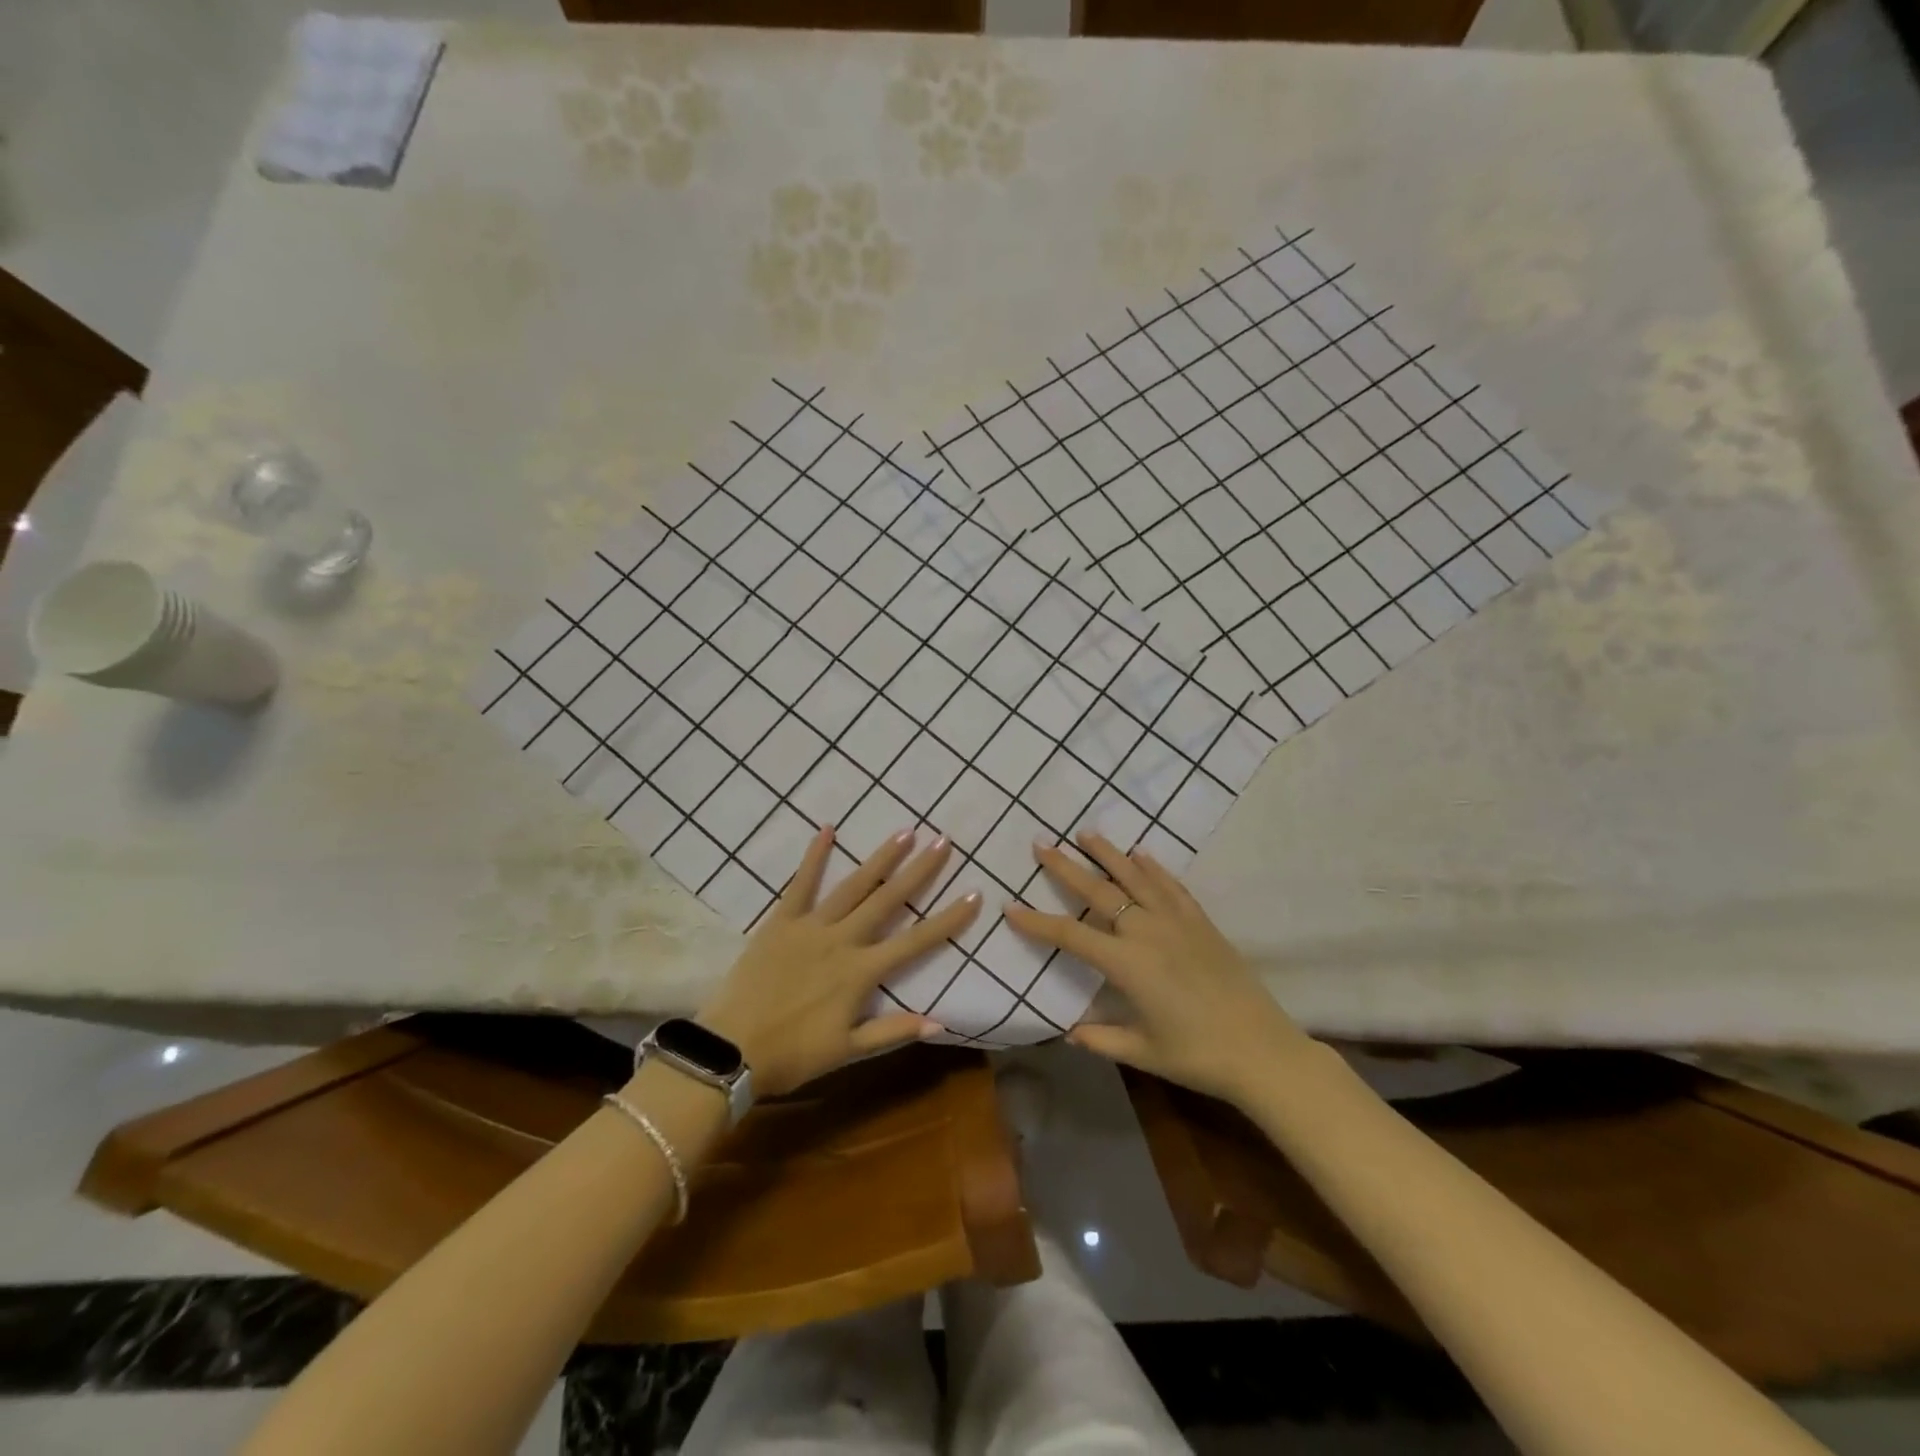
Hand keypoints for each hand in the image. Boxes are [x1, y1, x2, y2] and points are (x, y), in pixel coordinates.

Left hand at [697, 826, 980, 1097]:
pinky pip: (801, 884)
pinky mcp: (781, 921)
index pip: (916, 942)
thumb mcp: (847, 1050)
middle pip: (888, 900)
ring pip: (853, 886)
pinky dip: (814, 857)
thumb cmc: (793, 1054)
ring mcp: (811, 927)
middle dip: (919, 871)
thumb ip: (893, 1031)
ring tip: (904, 832)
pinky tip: (827, 829)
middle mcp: (843, 940)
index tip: (974, 895)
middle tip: (942, 842)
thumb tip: (941, 1023)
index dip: (948, 919)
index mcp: (862, 972)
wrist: (731, 1049)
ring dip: (881, 859)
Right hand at [1005, 832, 1316, 1105]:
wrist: (1263, 1050)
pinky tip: (1140, 853)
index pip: (1070, 935)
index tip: (1010, 906)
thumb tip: (1069, 1030)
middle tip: (1041, 845)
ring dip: (1108, 854)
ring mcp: (1177, 922)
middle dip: (1066, 868)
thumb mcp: (1142, 1051)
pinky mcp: (1201, 923)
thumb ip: (1101, 1038)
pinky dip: (1153, 867)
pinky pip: (1171, 886)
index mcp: (1126, 964)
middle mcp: (1147, 932)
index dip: (1037, 921)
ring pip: (1135, 878)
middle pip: (1098, 892)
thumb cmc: (1197, 1055)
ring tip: (1085, 834)